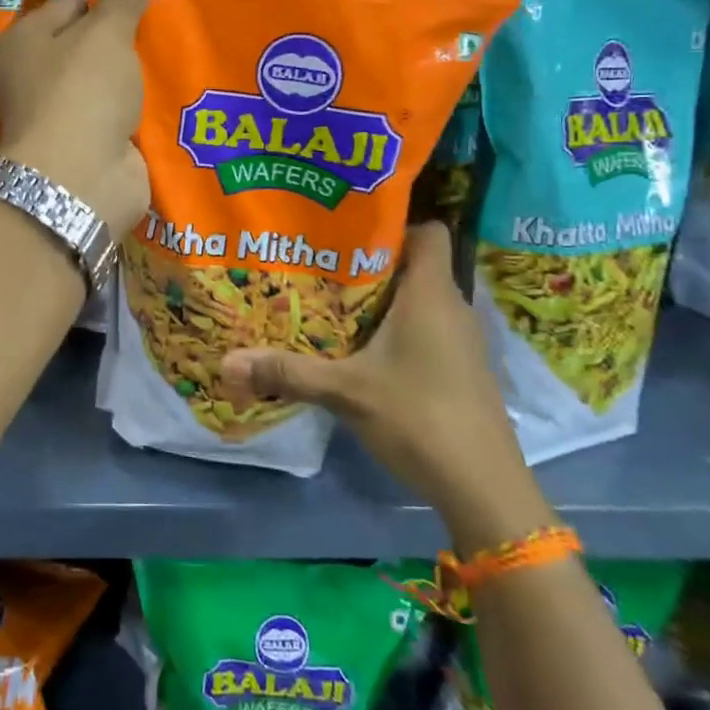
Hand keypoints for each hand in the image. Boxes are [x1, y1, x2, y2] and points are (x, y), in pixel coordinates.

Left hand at [0, 0, 154, 236]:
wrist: (79, 181)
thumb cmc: (81, 92)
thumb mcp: (105, 33)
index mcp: (22, 42)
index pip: (69, 1)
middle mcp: (33, 76)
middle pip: (86, 42)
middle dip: (125, 32)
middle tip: (170, 12)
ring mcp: (61, 114)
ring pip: (105, 79)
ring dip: (134, 70)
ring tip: (177, 43)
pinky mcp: (87, 144)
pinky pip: (117, 112)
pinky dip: (139, 104)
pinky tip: (170, 87)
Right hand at [220, 223, 554, 551]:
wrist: (484, 487)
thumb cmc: (419, 418)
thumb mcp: (346, 391)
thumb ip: (287, 372)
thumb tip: (226, 362)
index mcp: (430, 295)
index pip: (427, 231)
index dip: (392, 222)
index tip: (347, 226)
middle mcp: (451, 307)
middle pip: (414, 264)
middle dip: (369, 261)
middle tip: (320, 262)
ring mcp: (460, 340)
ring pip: (418, 299)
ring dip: (380, 297)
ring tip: (331, 299)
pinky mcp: (460, 368)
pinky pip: (425, 327)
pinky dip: (395, 326)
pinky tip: (361, 346)